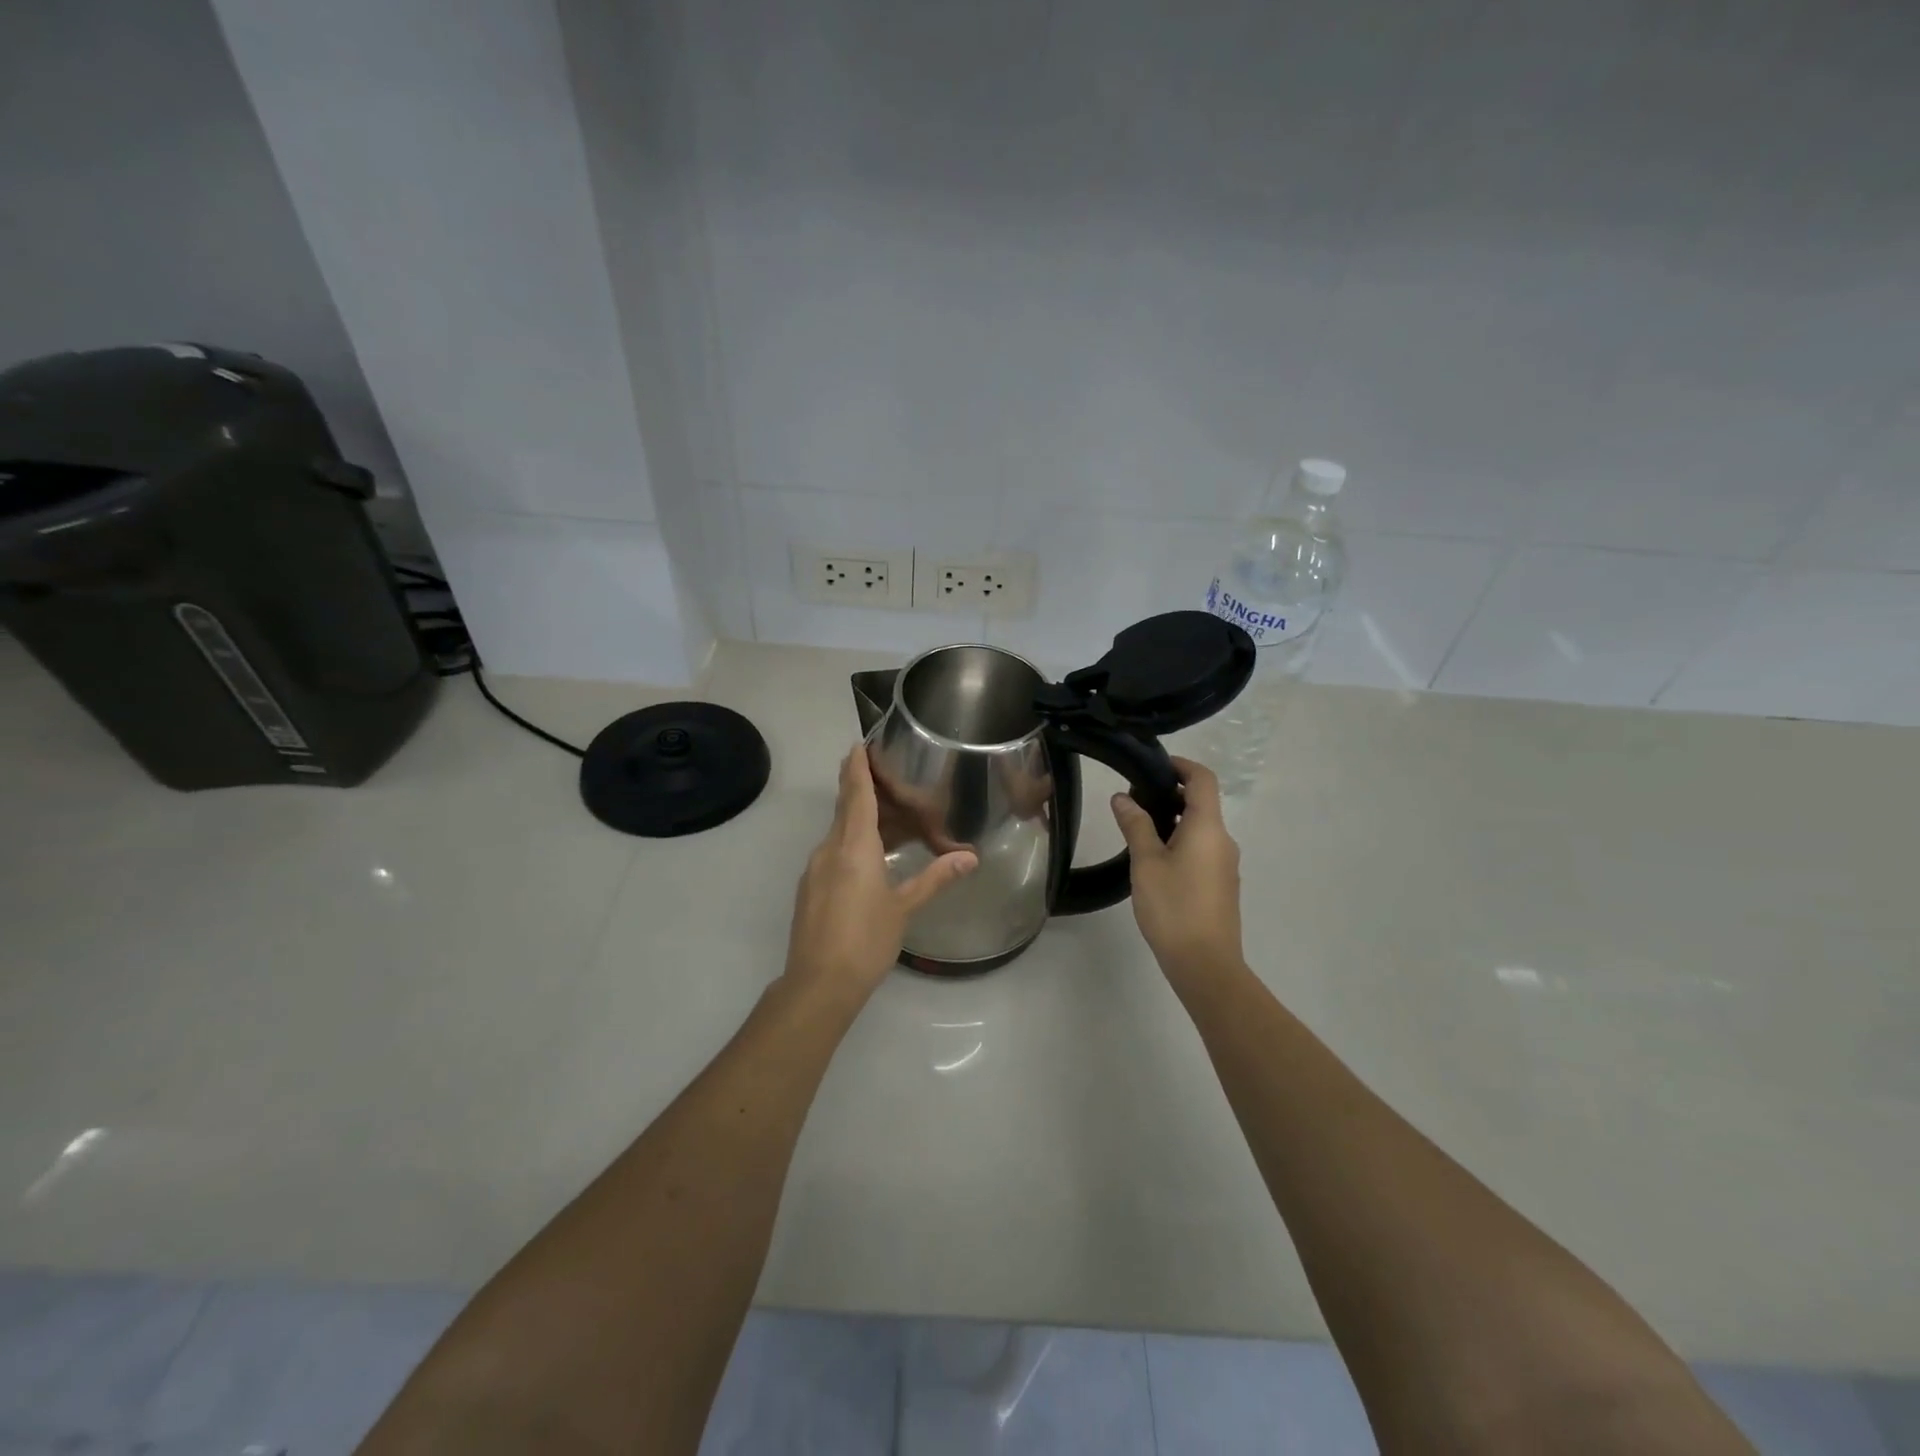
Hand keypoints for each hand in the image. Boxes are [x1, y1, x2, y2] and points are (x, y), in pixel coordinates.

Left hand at [785, 745, 977, 1008]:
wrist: (818, 983)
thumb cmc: (866, 940)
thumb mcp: (904, 908)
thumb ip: (936, 878)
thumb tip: (971, 858)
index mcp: (853, 846)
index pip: (855, 794)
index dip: (856, 768)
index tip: (858, 745)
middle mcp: (829, 849)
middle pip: (845, 809)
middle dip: (861, 790)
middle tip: (887, 778)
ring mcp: (815, 869)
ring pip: (839, 833)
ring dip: (861, 821)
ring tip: (890, 821)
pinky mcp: (810, 889)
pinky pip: (833, 853)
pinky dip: (852, 844)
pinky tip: (871, 860)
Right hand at [1111, 757, 1243, 979]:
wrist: (1205, 964)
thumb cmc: (1173, 907)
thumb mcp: (1146, 862)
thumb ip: (1135, 825)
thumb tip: (1123, 797)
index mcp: (1208, 828)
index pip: (1203, 779)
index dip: (1181, 765)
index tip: (1153, 766)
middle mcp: (1223, 840)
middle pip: (1202, 803)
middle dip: (1170, 794)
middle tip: (1134, 800)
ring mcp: (1225, 864)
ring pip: (1201, 829)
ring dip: (1173, 821)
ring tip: (1138, 830)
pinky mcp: (1221, 885)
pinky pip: (1202, 850)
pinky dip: (1181, 842)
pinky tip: (1155, 861)